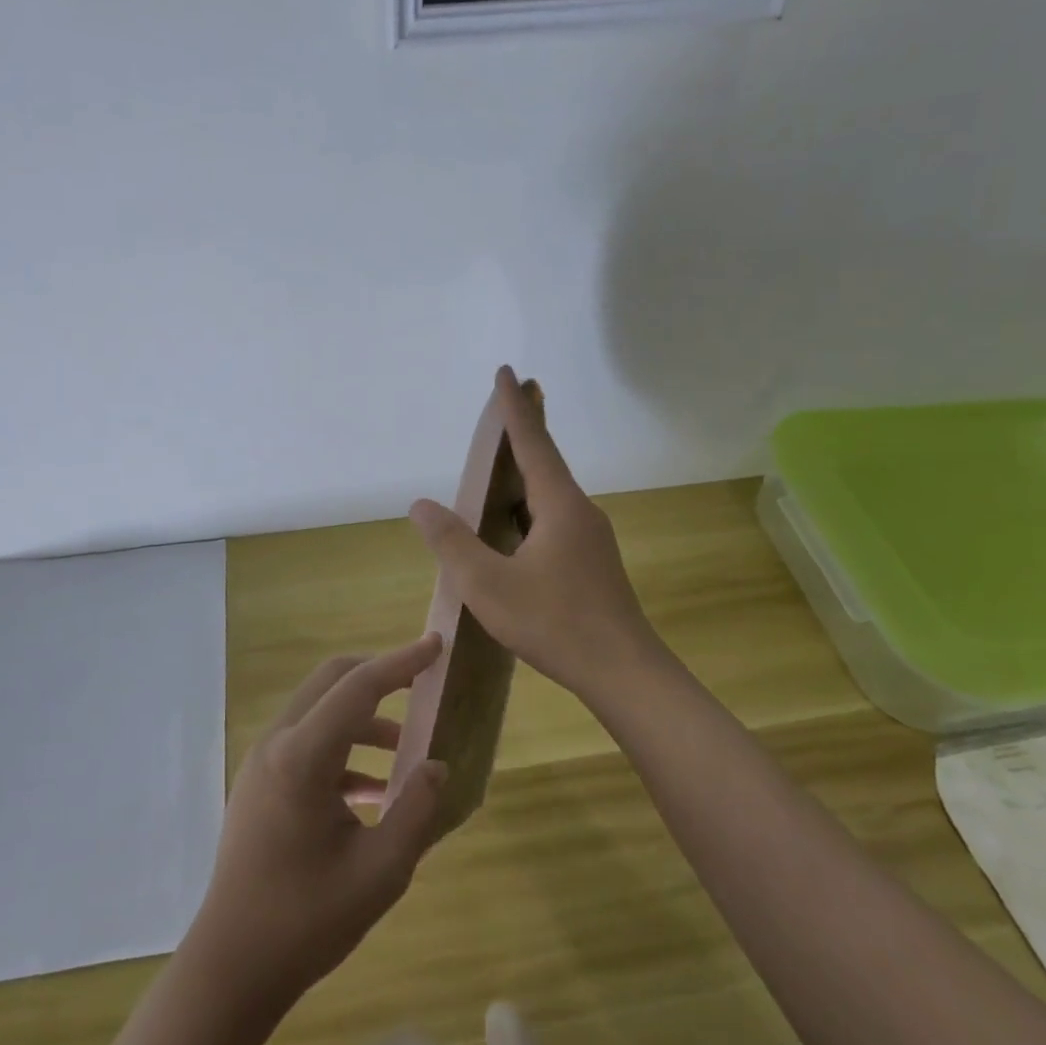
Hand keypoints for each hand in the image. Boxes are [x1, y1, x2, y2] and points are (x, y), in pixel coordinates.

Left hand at [186, 637, 449, 1003]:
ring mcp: (263, 761)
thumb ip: (416, 811)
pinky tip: (375, 790)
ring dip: (364, 718)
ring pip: (320, 710)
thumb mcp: (379, 873)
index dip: (401, 662)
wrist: (230, 967)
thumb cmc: (305, 921)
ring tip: (408, 751)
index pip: (359, 687)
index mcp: (302, 758)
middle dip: (380, 676)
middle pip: (332, 681)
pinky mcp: (260, 782)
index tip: (435, 645)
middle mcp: (277, 743)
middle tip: (422, 684)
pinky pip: (309, 743)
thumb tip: (436, 765)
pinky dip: (345, 750)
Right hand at [408, 366, 668, 706]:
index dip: (514, 407)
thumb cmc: (554, 622)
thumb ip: (453, 542)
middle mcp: (579, 511)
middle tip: (506, 405)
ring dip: (526, 474)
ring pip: (550, 495)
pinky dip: (530, 507)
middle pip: (546, 461)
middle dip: (523, 432)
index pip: (532, 442)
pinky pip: (554, 520)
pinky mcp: (592, 563)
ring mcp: (590, 538)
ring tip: (500, 467)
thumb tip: (421, 504)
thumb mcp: (488, 584)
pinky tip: (514, 528)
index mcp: (559, 505)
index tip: (507, 372)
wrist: (623, 672)